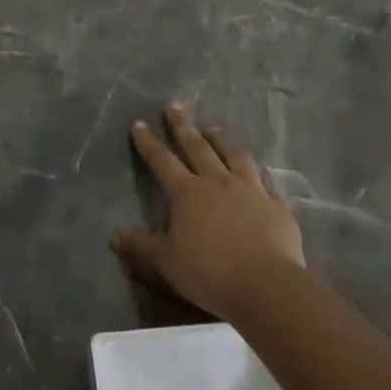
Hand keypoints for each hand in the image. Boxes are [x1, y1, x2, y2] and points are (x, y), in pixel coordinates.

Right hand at [113, 102, 304, 318]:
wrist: (266, 285)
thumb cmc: (209, 271)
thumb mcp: (166, 262)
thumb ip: (141, 246)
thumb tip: (114, 237)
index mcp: (187, 192)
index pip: (162, 161)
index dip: (148, 143)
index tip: (140, 123)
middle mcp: (218, 182)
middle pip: (198, 147)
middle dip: (183, 125)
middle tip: (175, 104)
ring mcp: (251, 191)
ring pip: (234, 156)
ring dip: (222, 140)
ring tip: (213, 127)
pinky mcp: (277, 206)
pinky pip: (268, 183)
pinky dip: (261, 174)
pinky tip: (261, 172)